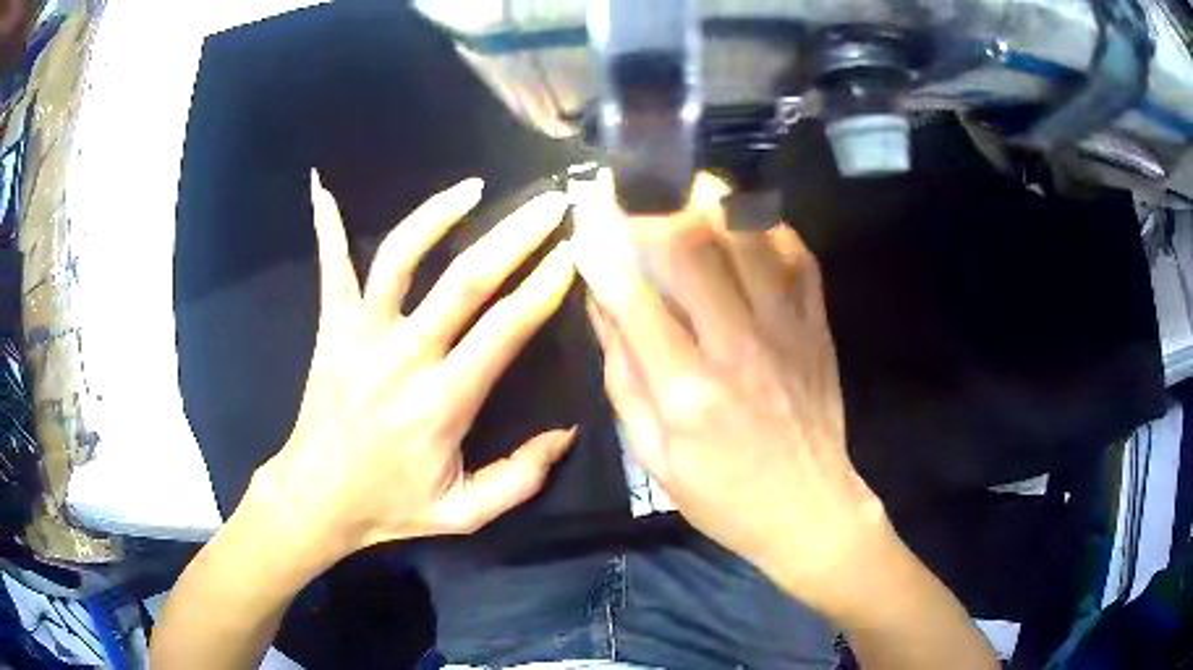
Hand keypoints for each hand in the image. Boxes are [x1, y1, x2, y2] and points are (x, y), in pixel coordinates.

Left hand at [248, 172, 576, 562]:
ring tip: (472, 187)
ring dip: (436, 215)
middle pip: (465, 281)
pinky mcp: (330, 328)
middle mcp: (402, 357)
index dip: (544, 286)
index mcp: (441, 402)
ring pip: (398, 258)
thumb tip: (567, 432)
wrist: (317, 498)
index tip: (573, 252)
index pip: (504, 330)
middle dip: (514, 236)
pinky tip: (321, 188)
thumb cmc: (391, 506)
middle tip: (550, 205)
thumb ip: (519, 478)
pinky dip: (326, 226)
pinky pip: (329, 268)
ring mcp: (359, 335)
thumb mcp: (464, 513)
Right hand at [578, 174, 885, 614]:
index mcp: (687, 391)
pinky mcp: (818, 328)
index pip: (633, 295)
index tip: (585, 213)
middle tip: (636, 197)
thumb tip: (602, 308)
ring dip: (713, 202)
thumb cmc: (723, 496)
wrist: (809, 511)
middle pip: (693, 247)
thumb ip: (624, 380)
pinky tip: (747, 221)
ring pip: (749, 237)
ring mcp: (787, 331)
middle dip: (653, 209)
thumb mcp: (654, 457)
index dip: (602, 244)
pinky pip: (799, 257)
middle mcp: (738, 348)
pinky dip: (771, 227)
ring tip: (688, 188)